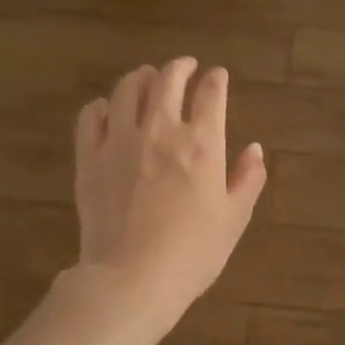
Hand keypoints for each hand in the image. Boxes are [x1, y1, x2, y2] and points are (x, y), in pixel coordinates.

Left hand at [72, 58, 265, 330]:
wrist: (132, 279)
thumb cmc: (193, 253)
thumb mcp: (234, 219)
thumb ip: (247, 179)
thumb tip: (254, 149)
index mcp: (202, 144)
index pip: (210, 95)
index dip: (216, 80)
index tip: (218, 75)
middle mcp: (161, 131)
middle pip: (167, 80)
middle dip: (180, 67)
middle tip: (186, 66)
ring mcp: (120, 142)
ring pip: (127, 90)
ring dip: (141, 77)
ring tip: (147, 78)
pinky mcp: (89, 159)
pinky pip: (91, 118)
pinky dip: (102, 105)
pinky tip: (107, 108)